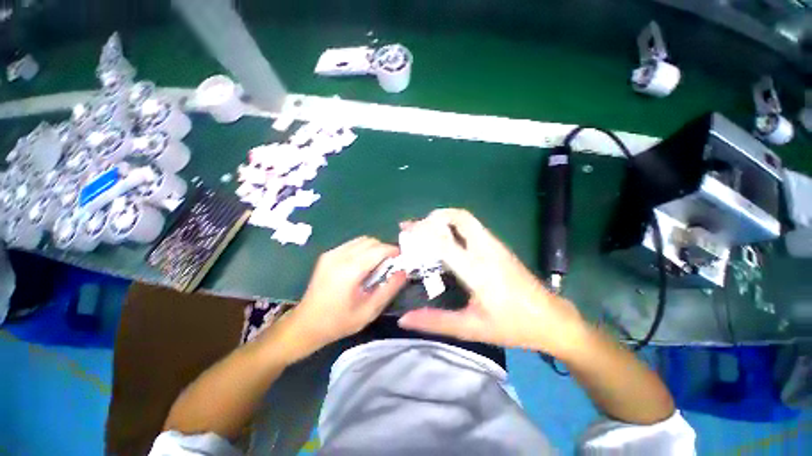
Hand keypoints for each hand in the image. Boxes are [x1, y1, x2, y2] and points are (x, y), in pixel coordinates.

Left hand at [282, 236, 406, 360]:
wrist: (306, 324)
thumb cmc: (339, 322)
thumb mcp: (369, 311)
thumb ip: (389, 289)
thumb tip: (403, 272)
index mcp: (349, 270)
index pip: (378, 249)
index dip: (393, 251)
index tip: (402, 259)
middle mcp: (339, 256)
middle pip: (370, 241)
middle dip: (384, 249)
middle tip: (390, 265)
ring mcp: (331, 253)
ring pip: (361, 240)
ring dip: (374, 248)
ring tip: (377, 265)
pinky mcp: (327, 255)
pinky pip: (352, 244)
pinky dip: (363, 250)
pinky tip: (363, 265)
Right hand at [398, 209, 586, 357]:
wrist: (551, 318)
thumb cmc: (512, 325)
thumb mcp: (471, 327)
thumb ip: (436, 321)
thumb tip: (405, 318)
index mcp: (477, 269)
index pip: (443, 241)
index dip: (421, 232)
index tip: (405, 233)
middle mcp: (486, 249)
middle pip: (459, 217)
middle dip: (434, 217)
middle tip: (415, 228)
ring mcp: (495, 245)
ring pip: (466, 219)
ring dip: (443, 219)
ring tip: (425, 230)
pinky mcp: (499, 246)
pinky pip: (472, 227)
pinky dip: (454, 225)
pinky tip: (446, 239)